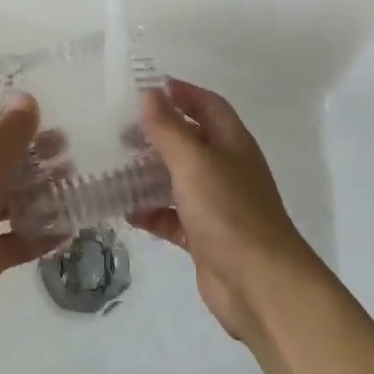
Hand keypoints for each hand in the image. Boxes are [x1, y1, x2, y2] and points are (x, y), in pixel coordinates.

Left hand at [0, 94, 47, 335]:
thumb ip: (11, 129)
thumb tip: (26, 99)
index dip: (6, 110)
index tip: (42, 107)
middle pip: (1, 159)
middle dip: (33, 151)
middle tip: (67, 148)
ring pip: (13, 199)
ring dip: (42, 191)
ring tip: (74, 182)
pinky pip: (20, 240)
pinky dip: (43, 234)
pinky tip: (71, 225)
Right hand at [132, 79, 321, 340]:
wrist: (260, 284)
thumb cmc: (228, 212)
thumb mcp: (194, 162)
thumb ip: (169, 128)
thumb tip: (150, 94)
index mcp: (231, 142)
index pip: (206, 104)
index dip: (179, 92)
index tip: (143, 88)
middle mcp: (225, 168)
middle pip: (189, 140)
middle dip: (157, 133)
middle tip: (119, 131)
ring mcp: (216, 204)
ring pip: (177, 179)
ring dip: (149, 173)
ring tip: (114, 167)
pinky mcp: (205, 236)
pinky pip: (173, 216)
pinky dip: (152, 212)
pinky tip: (126, 212)